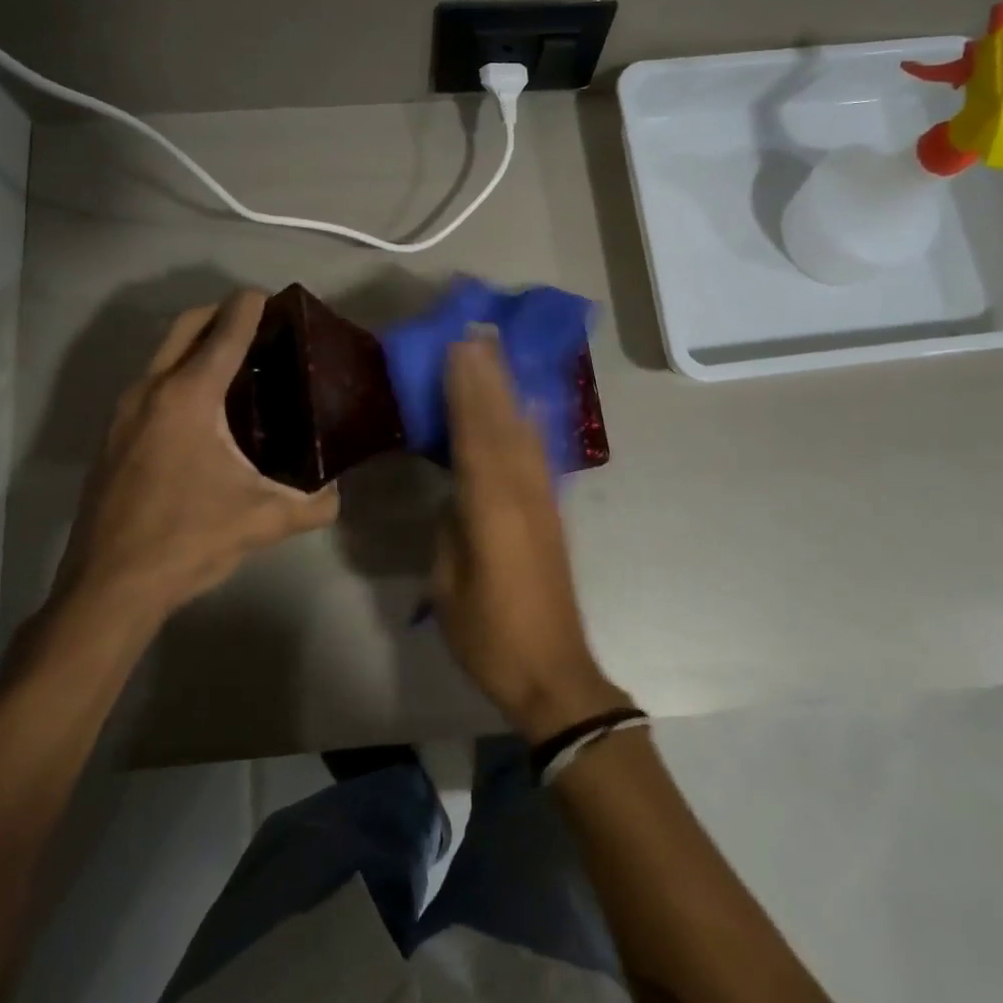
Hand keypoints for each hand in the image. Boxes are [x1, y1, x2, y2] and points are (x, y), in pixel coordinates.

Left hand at [59, 290, 339, 616]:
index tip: (273, 296)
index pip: (226, 332)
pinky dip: (178, 375)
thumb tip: (336, 493)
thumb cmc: (187, 540)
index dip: (250, 306)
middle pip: (186, 326)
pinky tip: (203, 410)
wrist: (109, 586)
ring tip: (236, 365)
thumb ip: (313, 503)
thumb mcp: (262, 520)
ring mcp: (124, 412)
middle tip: (257, 324)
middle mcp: (151, 391)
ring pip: (162, 355)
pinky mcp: (112, 436)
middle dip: (220, 313)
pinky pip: (150, 385)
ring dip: (196, 344)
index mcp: (189, 397)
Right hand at [433, 330, 628, 741]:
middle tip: (477, 332)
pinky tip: (526, 404)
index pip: (475, 435)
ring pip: (524, 432)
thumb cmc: (489, 633)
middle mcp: (522, 492)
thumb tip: (454, 492)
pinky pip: (537, 452)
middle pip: (503, 422)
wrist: (552, 670)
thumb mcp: (449, 581)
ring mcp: (542, 500)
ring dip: (509, 390)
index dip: (467, 388)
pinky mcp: (552, 511)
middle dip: (489, 375)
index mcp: (491, 508)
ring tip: (495, 354)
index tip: (458, 346)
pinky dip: (529, 421)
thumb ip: (451, 526)